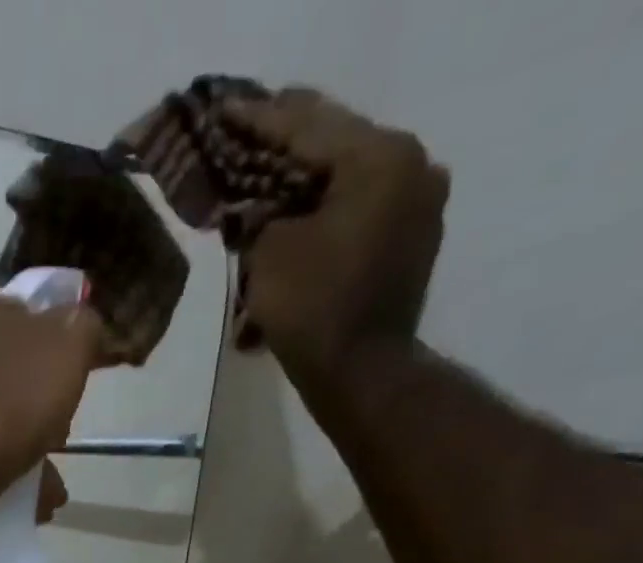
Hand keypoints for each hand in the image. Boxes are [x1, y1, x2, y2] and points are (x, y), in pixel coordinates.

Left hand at [0, 289, 103, 503]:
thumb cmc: (7, 403)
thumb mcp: (67, 347)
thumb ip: (80, 326)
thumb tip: (78, 324)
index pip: (24, 313)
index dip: (53, 348)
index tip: (70, 383)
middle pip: (5, 368)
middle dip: (34, 402)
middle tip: (58, 435)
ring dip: (21, 443)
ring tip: (46, 480)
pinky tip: (20, 491)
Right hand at [224, 89, 448, 375]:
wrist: (360, 372)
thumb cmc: (313, 308)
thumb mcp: (269, 254)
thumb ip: (258, 217)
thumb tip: (253, 209)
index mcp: (380, 156)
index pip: (308, 126)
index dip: (259, 119)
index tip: (225, 109)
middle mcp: (411, 167)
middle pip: (335, 147)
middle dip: (284, 150)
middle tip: (244, 138)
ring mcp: (417, 205)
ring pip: (346, 183)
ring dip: (302, 189)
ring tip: (263, 189)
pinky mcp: (410, 242)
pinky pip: (358, 215)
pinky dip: (323, 219)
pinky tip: (292, 228)